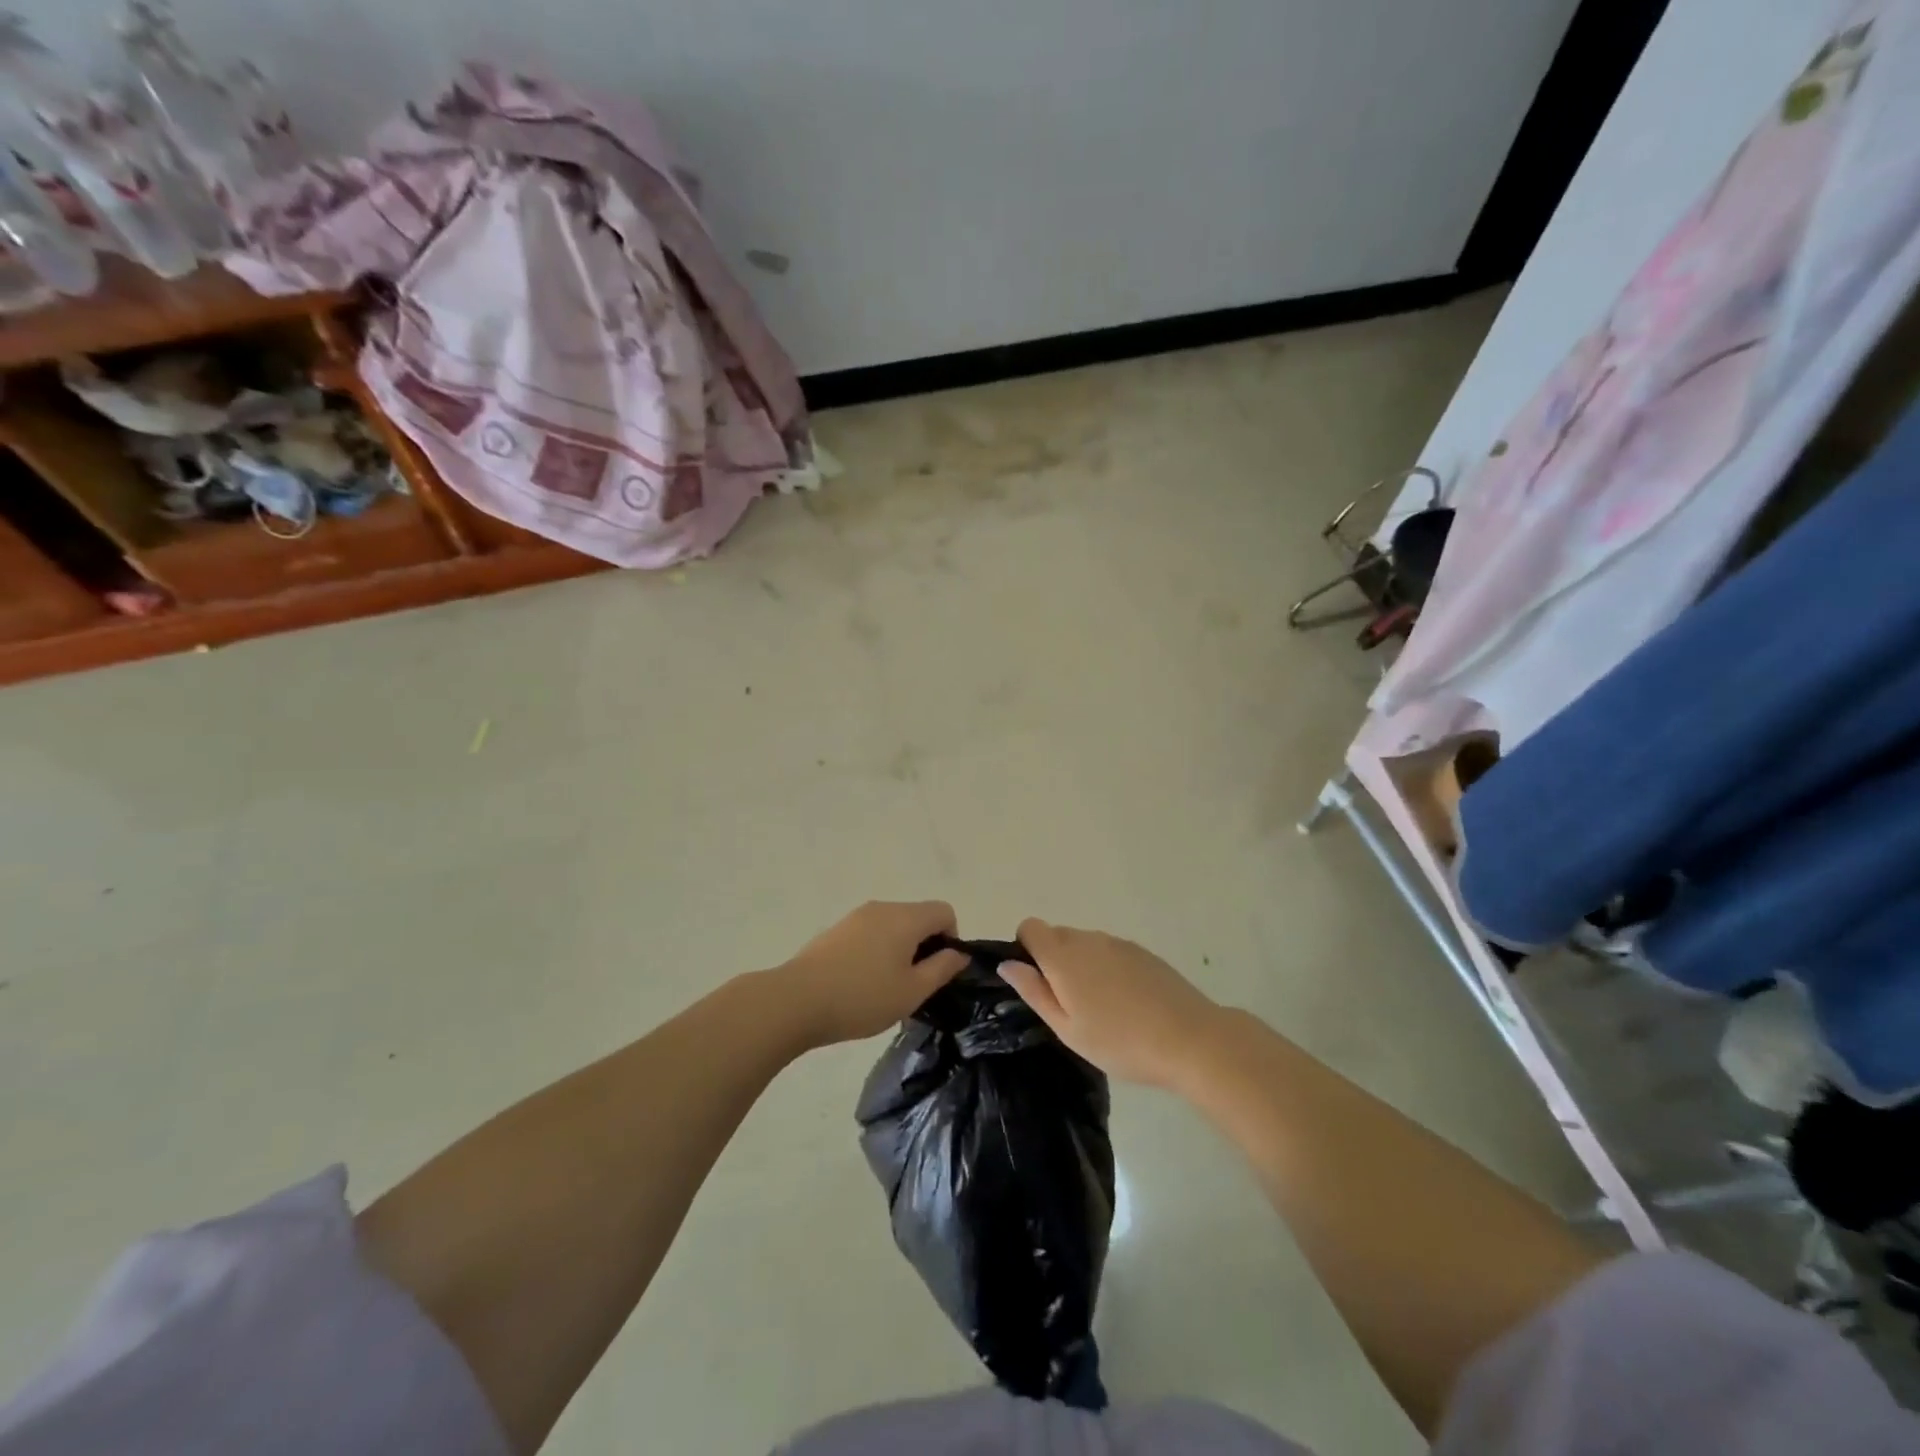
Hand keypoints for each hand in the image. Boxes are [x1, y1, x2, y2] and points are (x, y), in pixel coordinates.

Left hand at [777, 901, 968, 1048]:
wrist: (796, 1000)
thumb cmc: (862, 997)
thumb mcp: (912, 991)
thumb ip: (942, 969)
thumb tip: (959, 953)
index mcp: (905, 917)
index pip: (944, 911)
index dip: (951, 939)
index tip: (937, 971)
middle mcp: (883, 907)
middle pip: (918, 916)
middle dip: (924, 946)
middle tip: (913, 986)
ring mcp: (856, 916)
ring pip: (893, 926)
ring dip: (900, 950)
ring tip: (886, 989)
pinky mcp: (837, 930)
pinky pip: (871, 933)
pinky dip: (877, 951)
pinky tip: (861, 984)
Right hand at [998, 919, 1224, 1088]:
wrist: (1190, 1039)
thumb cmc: (1120, 1041)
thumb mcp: (1067, 1028)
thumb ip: (1034, 991)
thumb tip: (1008, 963)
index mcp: (1063, 955)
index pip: (1030, 927)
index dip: (1026, 949)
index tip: (1037, 982)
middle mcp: (1088, 938)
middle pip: (1057, 935)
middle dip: (1054, 961)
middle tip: (1069, 1005)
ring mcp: (1118, 943)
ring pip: (1085, 944)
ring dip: (1082, 966)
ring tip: (1101, 1009)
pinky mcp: (1143, 952)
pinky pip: (1110, 952)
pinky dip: (1107, 969)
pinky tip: (1126, 1003)